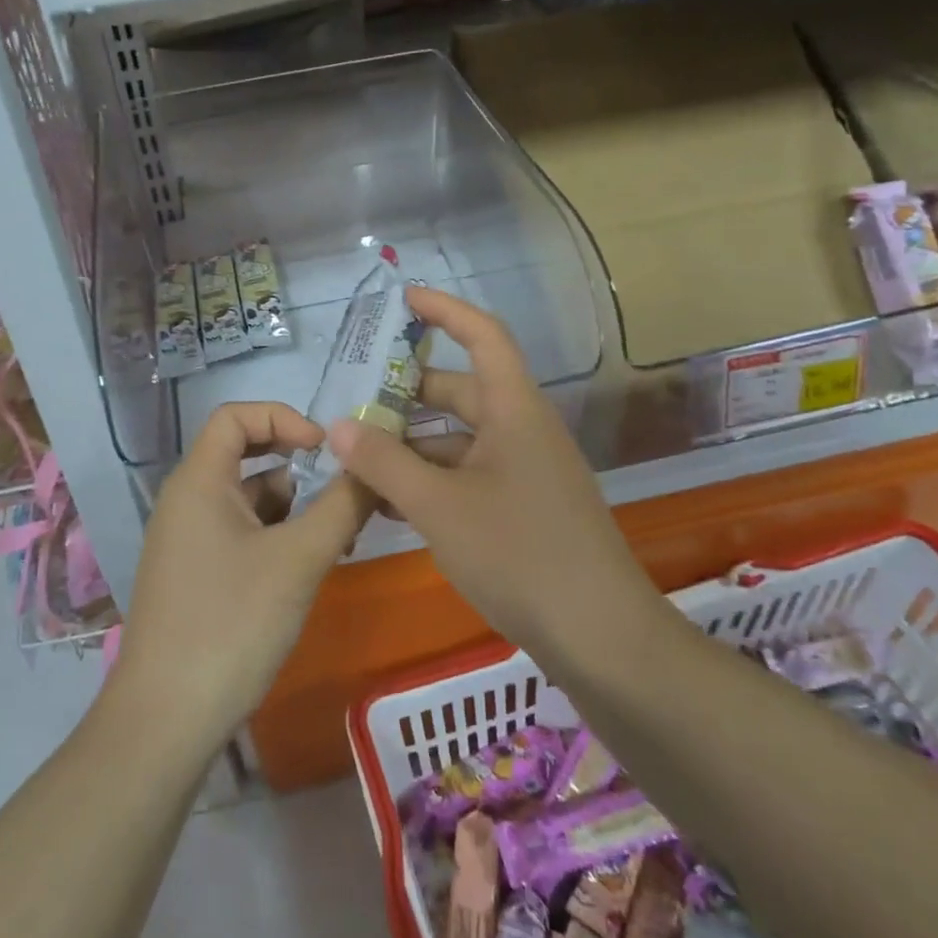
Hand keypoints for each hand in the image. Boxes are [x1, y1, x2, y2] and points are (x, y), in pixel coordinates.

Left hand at [108, 403, 371, 752]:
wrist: (166, 719)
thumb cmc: (231, 624)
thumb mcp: (298, 560)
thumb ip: (342, 506)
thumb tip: (374, 468)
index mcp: (198, 481)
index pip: (236, 416)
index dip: (283, 417)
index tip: (325, 449)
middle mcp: (188, 501)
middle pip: (246, 457)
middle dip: (299, 469)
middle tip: (345, 493)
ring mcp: (189, 541)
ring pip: (250, 502)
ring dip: (295, 510)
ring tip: (341, 539)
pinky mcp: (197, 576)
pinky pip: (243, 536)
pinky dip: (279, 540)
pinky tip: (310, 568)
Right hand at [328, 288, 661, 655]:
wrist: (600, 637)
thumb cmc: (519, 554)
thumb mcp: (438, 506)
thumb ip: (383, 462)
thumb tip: (337, 424)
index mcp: (514, 410)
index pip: (483, 336)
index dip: (445, 310)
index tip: (402, 300)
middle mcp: (522, 430)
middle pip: (460, 391)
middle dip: (407, 395)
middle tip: (351, 403)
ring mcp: (525, 471)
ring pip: (459, 440)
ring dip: (412, 446)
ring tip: (357, 460)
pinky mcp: (523, 508)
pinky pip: (468, 476)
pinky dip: (431, 481)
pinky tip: (390, 504)